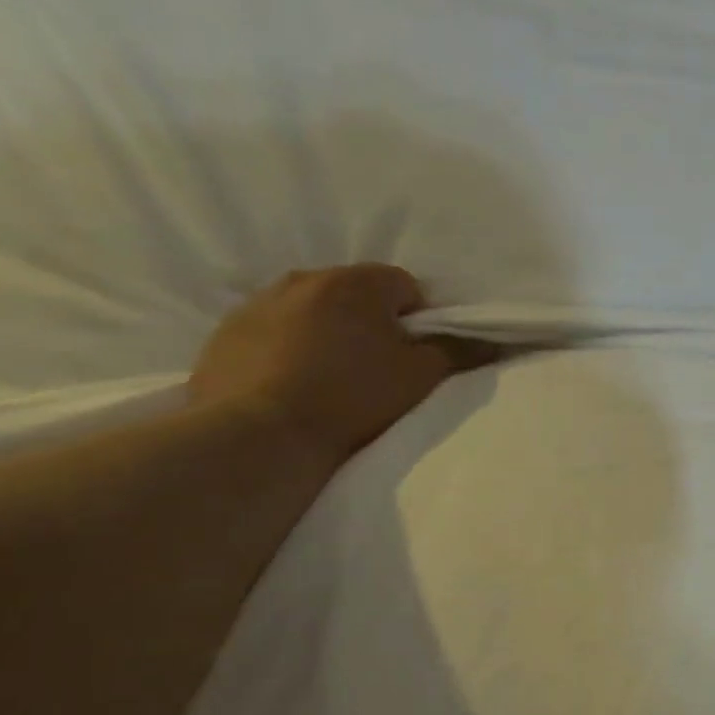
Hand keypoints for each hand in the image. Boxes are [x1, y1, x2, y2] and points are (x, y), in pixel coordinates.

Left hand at [190, 265, 493, 470]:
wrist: (259, 435)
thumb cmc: (351, 398)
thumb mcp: (419, 378)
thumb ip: (456, 352)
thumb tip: (489, 341)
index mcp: (356, 282)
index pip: (404, 286)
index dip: (417, 320)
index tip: (413, 354)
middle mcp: (304, 278)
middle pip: (354, 295)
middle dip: (368, 322)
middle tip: (375, 367)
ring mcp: (258, 303)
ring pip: (310, 311)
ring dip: (325, 333)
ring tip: (329, 378)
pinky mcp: (225, 333)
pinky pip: (272, 332)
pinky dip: (286, 349)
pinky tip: (291, 384)